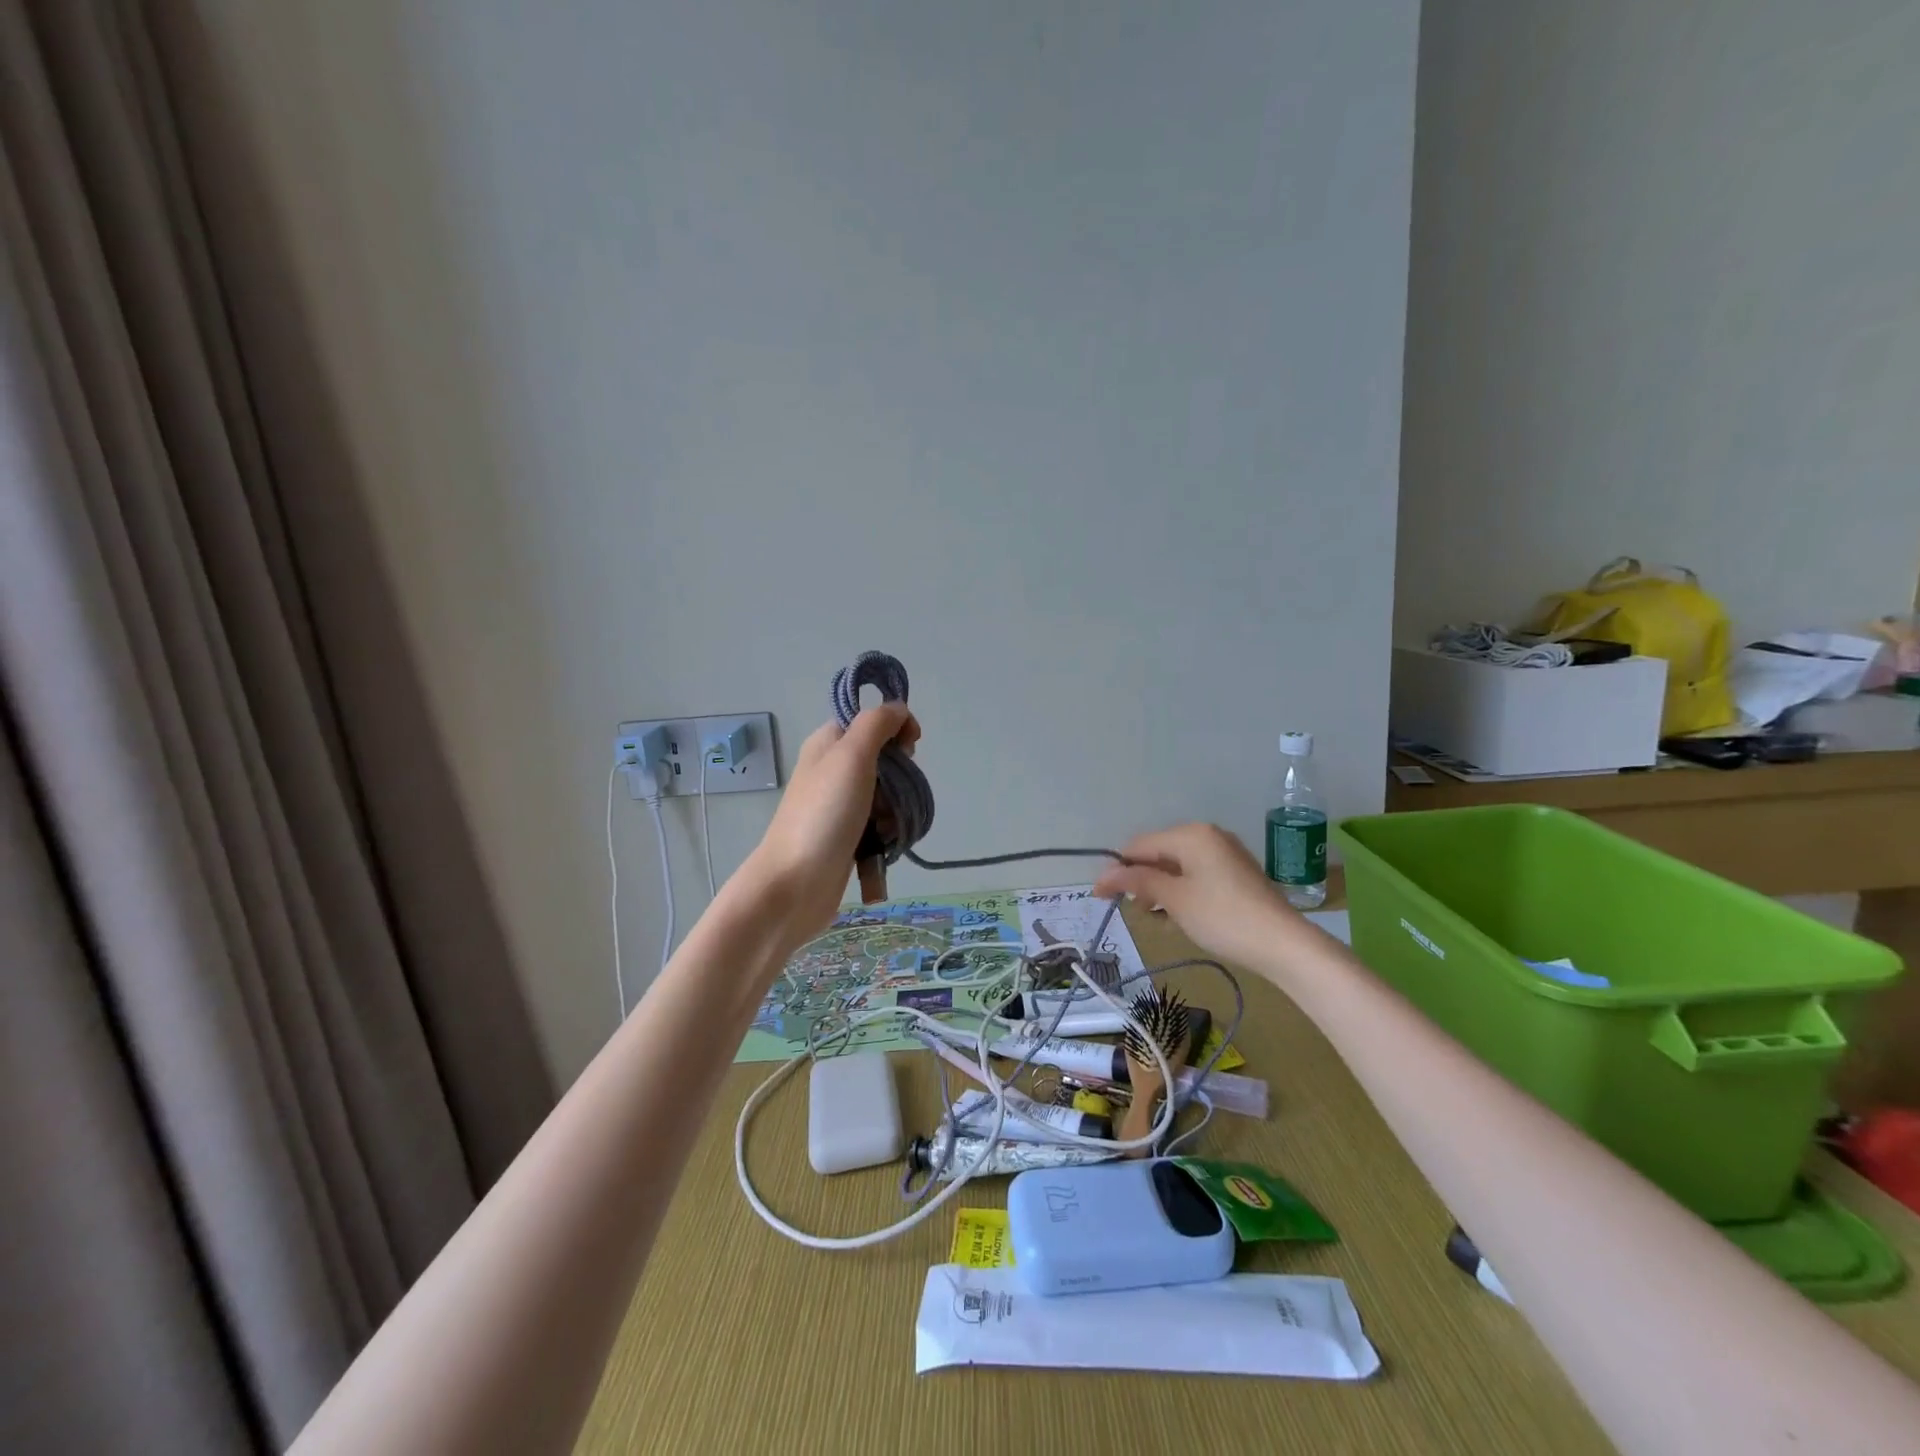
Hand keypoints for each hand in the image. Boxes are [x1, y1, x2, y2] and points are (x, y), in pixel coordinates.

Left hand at [743, 704, 919, 944]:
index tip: (909, 749)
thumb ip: (877, 724)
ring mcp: (838, 808)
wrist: (794, 885)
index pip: (870, 721)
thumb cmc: (824, 815)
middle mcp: (831, 771)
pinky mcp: (846, 840)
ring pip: (886, 798)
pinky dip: (887, 838)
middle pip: (884, 761)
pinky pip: (879, 829)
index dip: (895, 729)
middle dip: (900, 779)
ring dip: (896, 813)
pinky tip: (883, 851)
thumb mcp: (851, 756)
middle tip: (890, 796)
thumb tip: (898, 708)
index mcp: (827, 744)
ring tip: (886, 831)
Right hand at [1092, 823, 1299, 972]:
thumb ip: (1138, 881)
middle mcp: (1207, 836)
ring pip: (1177, 866)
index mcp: (1190, 834)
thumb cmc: (1222, 917)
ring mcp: (1225, 854)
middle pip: (1158, 853)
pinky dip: (1181, 892)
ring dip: (1160, 889)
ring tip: (1157, 918)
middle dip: (1141, 880)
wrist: (1283, 944)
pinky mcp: (1236, 873)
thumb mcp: (1174, 899)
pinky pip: (1196, 875)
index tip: (1099, 896)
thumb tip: (1104, 875)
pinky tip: (1179, 916)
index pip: (1140, 845)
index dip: (1117, 869)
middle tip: (1134, 911)